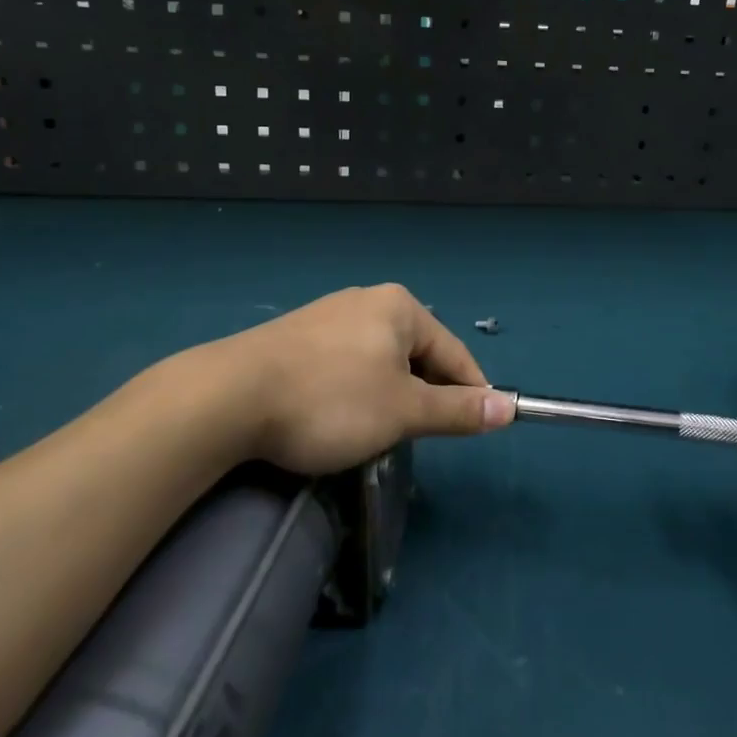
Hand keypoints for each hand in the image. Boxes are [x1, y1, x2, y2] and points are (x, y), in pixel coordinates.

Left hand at [211, 284, 513, 475]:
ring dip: (388, 394)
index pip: (454, 353)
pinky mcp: (295, 335)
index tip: (476, 429)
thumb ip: (458, 410)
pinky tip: (335, 414)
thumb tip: (510, 408)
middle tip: (414, 435)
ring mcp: (327, 314)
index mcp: (401, 307)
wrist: (227, 397)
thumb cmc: (331, 400)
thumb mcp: (403, 411)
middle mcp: (367, 300)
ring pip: (380, 360)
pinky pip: (346, 362)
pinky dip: (354, 389)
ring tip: (373, 430)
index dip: (470, 393)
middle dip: (422, 395)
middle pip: (417, 353)